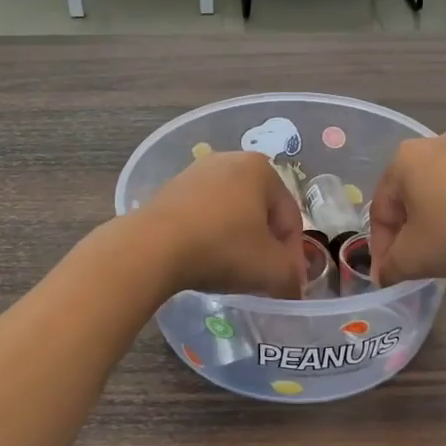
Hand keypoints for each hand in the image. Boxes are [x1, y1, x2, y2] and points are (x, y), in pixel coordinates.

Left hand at [134, 150, 303, 298]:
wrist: (153, 247)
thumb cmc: (223, 249)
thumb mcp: (271, 270)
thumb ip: (292, 277)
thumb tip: (292, 285)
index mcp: (261, 168)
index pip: (290, 216)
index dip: (292, 253)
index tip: (285, 281)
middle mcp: (229, 160)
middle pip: (260, 211)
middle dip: (264, 244)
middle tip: (260, 276)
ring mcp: (195, 172)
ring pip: (230, 213)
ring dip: (236, 240)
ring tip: (230, 271)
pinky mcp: (169, 190)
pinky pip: (202, 215)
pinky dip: (209, 236)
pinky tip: (203, 259)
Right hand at [370, 133, 445, 285]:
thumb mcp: (413, 258)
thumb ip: (390, 268)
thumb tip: (386, 275)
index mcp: (403, 160)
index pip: (380, 210)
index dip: (381, 248)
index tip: (389, 275)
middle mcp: (433, 144)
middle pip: (409, 197)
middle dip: (408, 232)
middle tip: (414, 264)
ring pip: (440, 193)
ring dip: (436, 222)